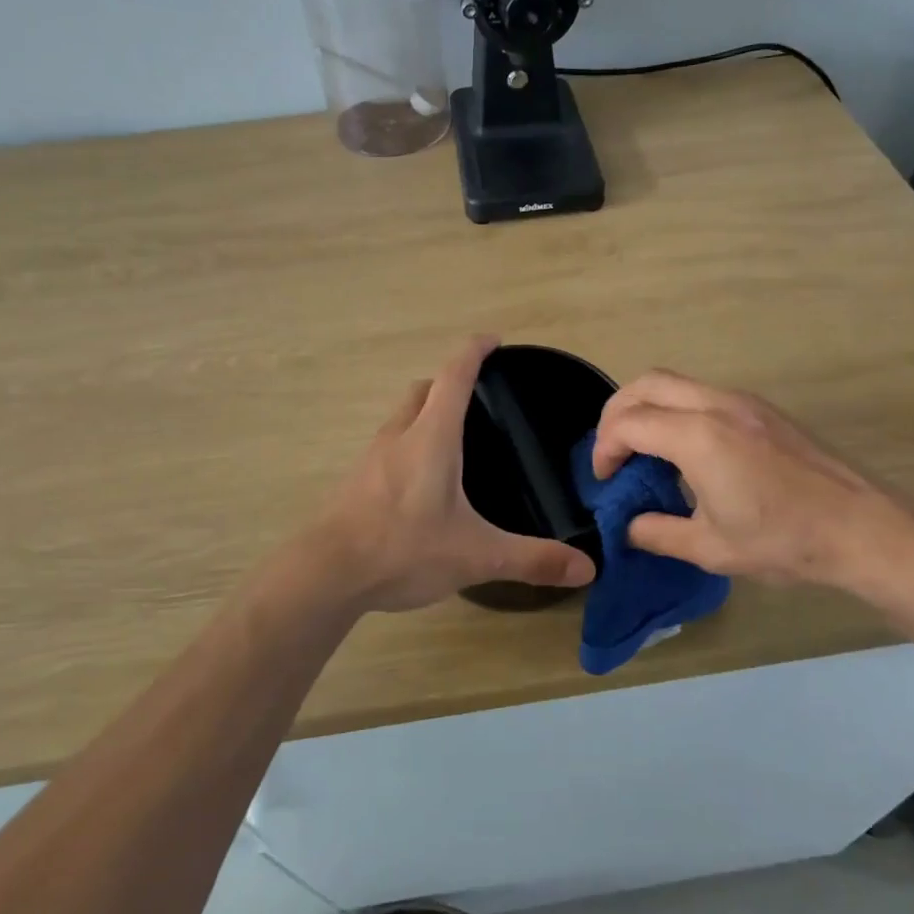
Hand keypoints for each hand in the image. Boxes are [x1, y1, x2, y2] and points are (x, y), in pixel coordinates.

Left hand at [306, 336, 596, 614]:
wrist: (326, 574)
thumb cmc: (403, 549)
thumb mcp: (476, 555)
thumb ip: (532, 559)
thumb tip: (587, 568)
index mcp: (431, 437)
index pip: (454, 376)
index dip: (474, 351)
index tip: (492, 339)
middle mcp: (398, 436)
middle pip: (422, 390)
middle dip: (448, 382)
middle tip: (476, 398)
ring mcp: (371, 457)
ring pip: (401, 417)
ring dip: (425, 413)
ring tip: (452, 439)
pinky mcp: (356, 481)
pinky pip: (388, 446)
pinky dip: (408, 444)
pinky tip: (420, 481)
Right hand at [591, 370, 913, 593]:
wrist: (862, 527)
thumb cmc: (784, 540)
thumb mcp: (711, 548)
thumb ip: (658, 533)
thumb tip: (628, 527)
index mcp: (698, 436)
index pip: (629, 423)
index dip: (605, 448)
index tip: (604, 479)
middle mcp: (716, 404)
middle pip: (646, 384)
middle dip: (616, 413)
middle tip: (612, 451)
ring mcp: (742, 401)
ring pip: (676, 382)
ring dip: (647, 406)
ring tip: (643, 448)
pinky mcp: (761, 408)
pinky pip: (702, 392)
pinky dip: (676, 408)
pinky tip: (685, 449)